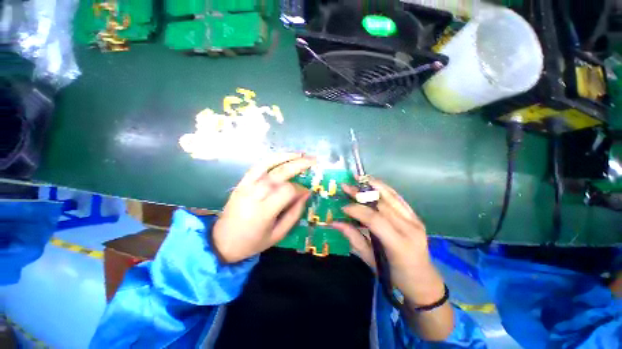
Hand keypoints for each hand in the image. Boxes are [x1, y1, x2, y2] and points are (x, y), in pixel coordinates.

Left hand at [212, 153, 314, 262]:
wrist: (222, 241)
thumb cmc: (253, 241)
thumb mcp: (278, 235)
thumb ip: (294, 214)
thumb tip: (305, 194)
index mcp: (263, 212)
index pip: (287, 191)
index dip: (300, 189)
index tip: (306, 192)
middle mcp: (254, 195)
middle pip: (279, 174)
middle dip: (298, 165)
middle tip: (312, 161)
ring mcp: (246, 187)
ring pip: (267, 166)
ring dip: (285, 157)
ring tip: (300, 154)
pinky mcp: (241, 183)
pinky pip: (257, 166)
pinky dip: (271, 159)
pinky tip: (282, 156)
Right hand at [331, 178, 445, 306]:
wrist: (423, 281)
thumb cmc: (395, 276)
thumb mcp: (370, 260)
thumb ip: (353, 238)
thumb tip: (335, 222)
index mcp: (399, 244)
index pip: (374, 219)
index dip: (356, 210)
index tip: (342, 206)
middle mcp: (409, 228)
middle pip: (382, 204)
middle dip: (361, 194)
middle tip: (346, 186)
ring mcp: (415, 220)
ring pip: (391, 196)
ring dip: (373, 185)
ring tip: (359, 178)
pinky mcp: (415, 216)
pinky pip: (398, 198)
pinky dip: (385, 189)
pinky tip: (374, 183)